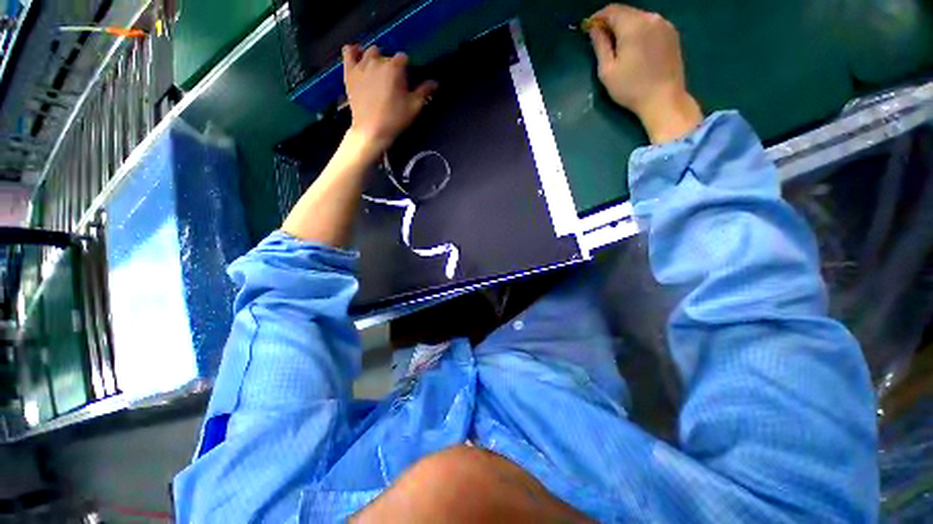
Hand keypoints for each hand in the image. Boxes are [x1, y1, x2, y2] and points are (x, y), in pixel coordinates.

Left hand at [342, 45, 437, 154]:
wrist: (371, 130)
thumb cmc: (395, 119)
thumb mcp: (414, 107)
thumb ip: (425, 91)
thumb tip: (436, 82)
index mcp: (395, 67)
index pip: (404, 58)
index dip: (407, 69)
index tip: (407, 81)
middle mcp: (377, 61)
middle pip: (387, 55)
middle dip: (391, 65)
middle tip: (393, 82)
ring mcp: (361, 65)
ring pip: (370, 51)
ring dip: (375, 59)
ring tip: (378, 73)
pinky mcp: (349, 71)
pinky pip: (348, 51)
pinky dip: (354, 51)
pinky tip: (358, 57)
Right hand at [588, 4, 702, 143]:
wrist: (664, 99)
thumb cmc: (631, 88)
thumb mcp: (607, 70)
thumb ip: (600, 46)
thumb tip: (594, 29)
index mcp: (633, 25)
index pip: (612, 10)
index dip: (598, 17)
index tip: (589, 28)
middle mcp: (651, 18)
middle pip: (626, 12)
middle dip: (611, 22)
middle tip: (601, 38)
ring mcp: (664, 24)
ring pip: (639, 17)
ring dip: (626, 26)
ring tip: (618, 45)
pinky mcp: (672, 33)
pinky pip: (651, 25)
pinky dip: (639, 31)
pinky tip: (635, 47)